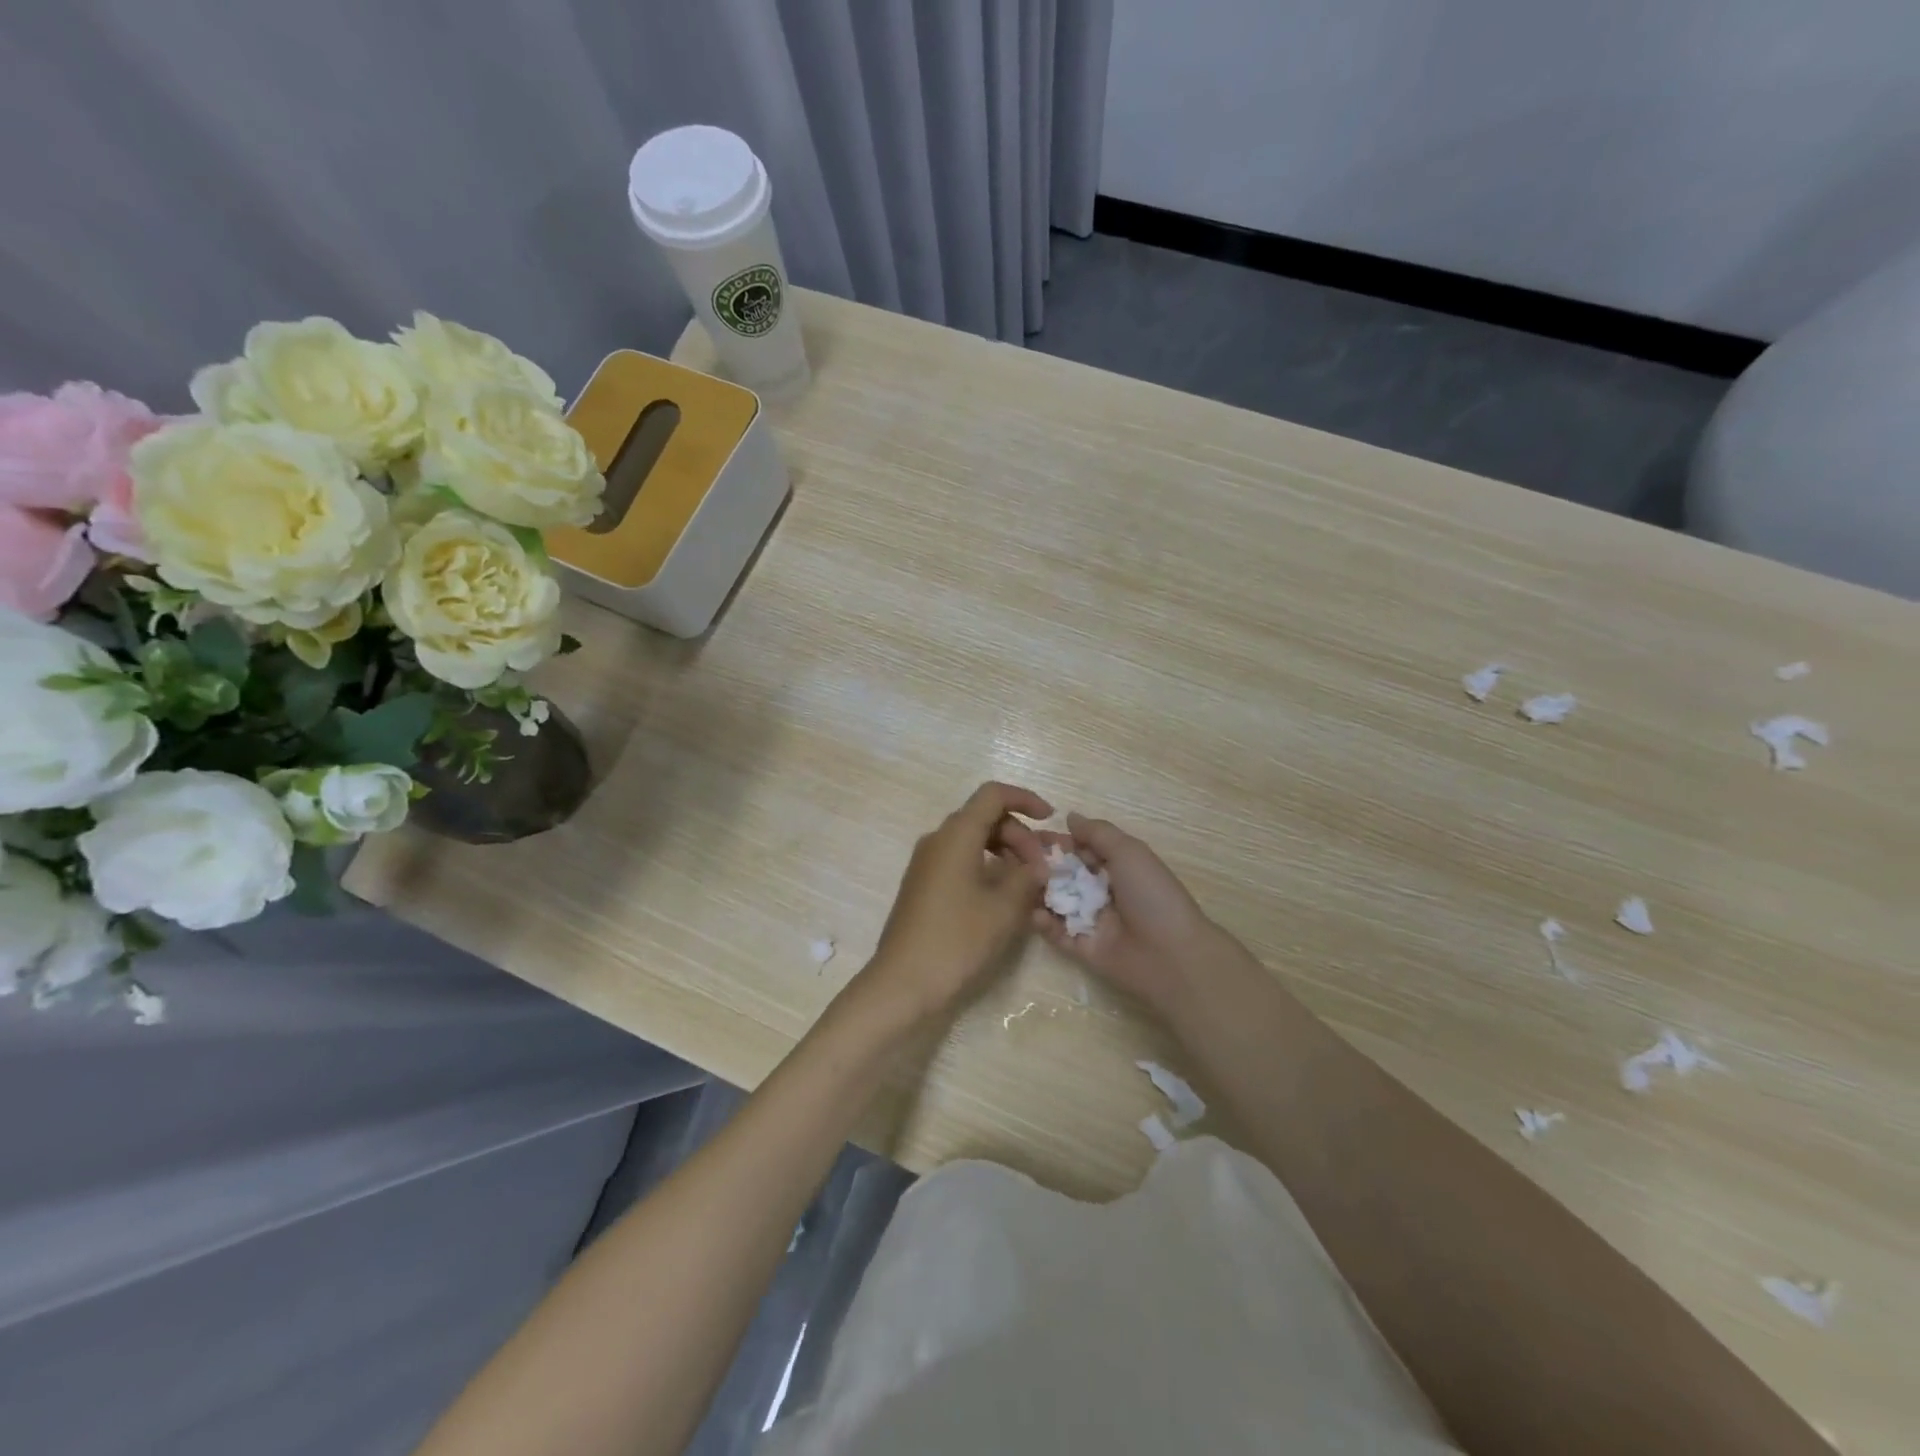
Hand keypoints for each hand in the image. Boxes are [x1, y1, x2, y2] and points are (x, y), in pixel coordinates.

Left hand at [858, 782, 1053, 1021]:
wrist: (903, 982)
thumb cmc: (957, 939)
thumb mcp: (1004, 908)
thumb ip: (1027, 877)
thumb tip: (1037, 865)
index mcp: (956, 835)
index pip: (993, 795)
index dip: (1025, 799)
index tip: (1050, 819)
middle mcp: (938, 840)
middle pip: (984, 817)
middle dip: (1019, 835)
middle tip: (1041, 868)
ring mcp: (926, 863)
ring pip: (972, 840)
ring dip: (1004, 852)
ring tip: (1028, 883)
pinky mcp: (923, 885)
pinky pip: (959, 860)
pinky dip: (985, 866)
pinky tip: (1002, 896)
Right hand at [1033, 813, 1238, 1016]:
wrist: (1171, 955)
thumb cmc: (1151, 895)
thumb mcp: (1129, 852)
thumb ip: (1097, 833)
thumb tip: (1070, 816)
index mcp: (1117, 866)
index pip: (1081, 849)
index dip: (1057, 842)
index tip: (1029, 835)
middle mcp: (1102, 891)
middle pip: (1065, 875)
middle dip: (1043, 865)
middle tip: (1018, 859)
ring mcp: (1091, 920)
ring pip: (1057, 902)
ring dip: (1039, 892)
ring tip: (1023, 884)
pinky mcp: (1083, 948)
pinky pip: (1057, 934)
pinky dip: (1044, 924)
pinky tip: (1035, 914)